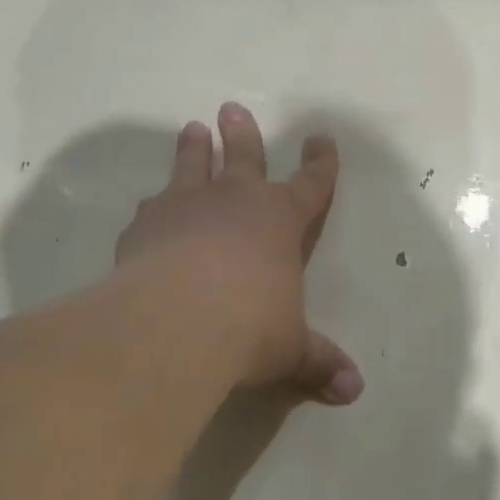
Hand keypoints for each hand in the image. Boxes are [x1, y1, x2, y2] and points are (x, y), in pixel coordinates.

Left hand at [117, 103, 363, 405]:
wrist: (175, 322)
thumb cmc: (249, 327)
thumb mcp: (291, 349)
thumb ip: (319, 363)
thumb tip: (354, 391)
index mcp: (280, 220)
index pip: (311, 183)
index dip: (320, 162)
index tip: (322, 138)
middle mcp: (234, 201)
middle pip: (243, 157)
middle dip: (242, 134)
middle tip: (231, 108)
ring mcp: (185, 207)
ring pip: (191, 166)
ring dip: (193, 148)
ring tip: (191, 129)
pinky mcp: (144, 226)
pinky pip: (151, 207)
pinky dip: (154, 206)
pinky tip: (148, 209)